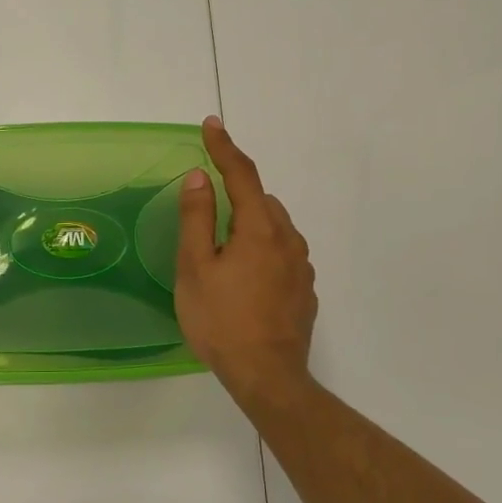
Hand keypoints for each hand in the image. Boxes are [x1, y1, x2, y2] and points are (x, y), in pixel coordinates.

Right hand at [176, 116, 317, 402]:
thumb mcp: (196, 267)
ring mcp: (302, 266)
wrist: (269, 378)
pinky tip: (246, 278)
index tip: (211, 125)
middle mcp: (288, 239)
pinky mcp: (305, 290)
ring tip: (223, 248)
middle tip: (208, 205)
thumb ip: (197, 218)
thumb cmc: (222, 321)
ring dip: (251, 223)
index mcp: (260, 228)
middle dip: (236, 192)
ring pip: (274, 228)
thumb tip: (199, 177)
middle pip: (261, 201)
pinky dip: (263, 249)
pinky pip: (282, 253)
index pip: (242, 174)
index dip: (224, 147)